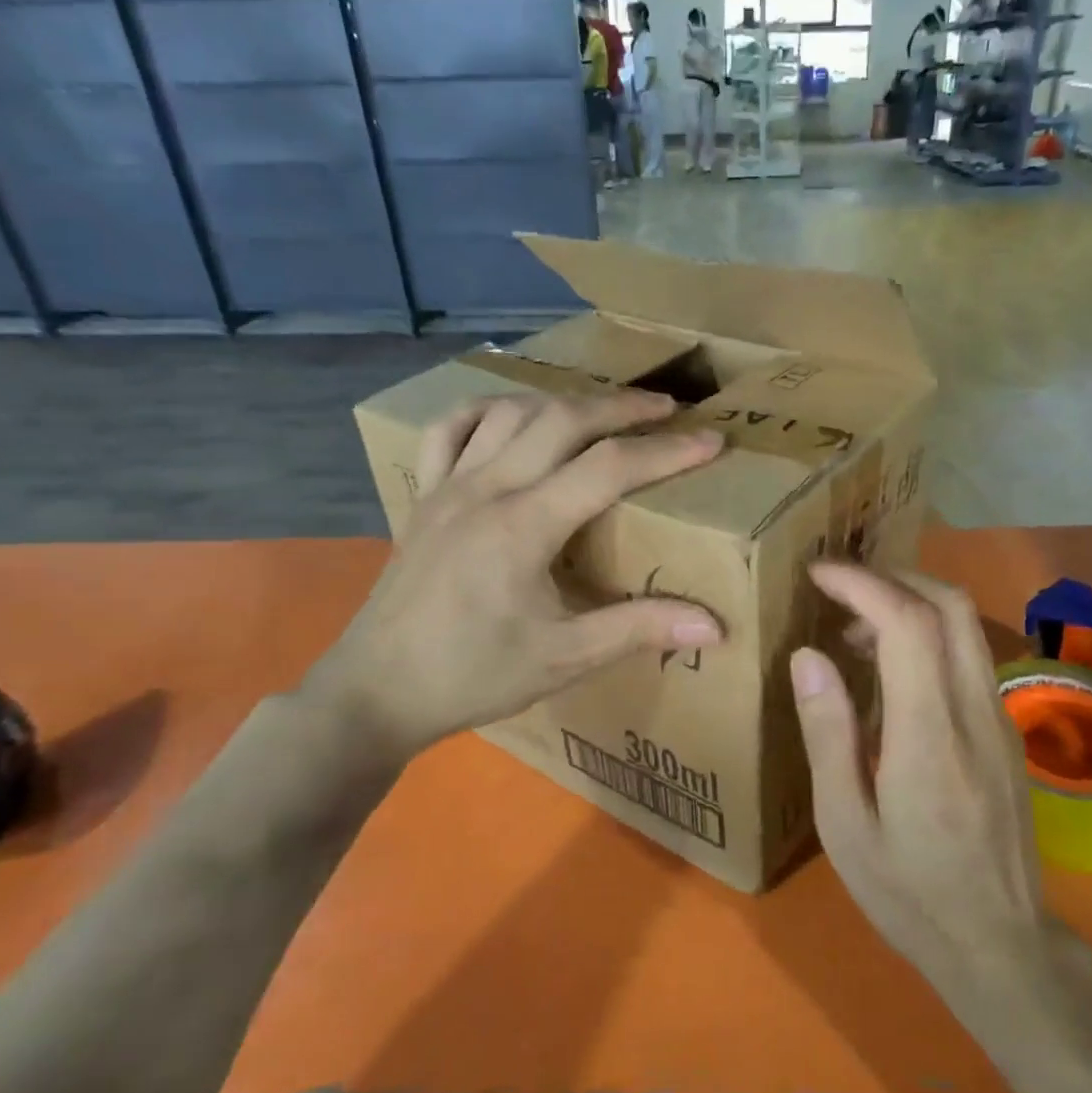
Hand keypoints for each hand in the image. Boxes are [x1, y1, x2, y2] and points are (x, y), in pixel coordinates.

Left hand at [306, 391, 723, 765]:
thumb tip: (714, 627)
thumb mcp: (564, 659)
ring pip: (509, 412)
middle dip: (620, 406)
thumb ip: (638, 630)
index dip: (667, 451)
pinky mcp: (424, 496)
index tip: (711, 439)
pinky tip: (510, 417)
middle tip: (666, 409)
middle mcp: (486, 489)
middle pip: (561, 419)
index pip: (609, 467)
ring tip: (601, 410)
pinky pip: (450, 429)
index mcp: (523, 526)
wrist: (377, 691)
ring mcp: (448, 486)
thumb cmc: (472, 676)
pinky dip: (487, 410)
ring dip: (562, 402)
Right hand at [790, 564, 1081, 1017]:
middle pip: (950, 606)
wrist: (1004, 947)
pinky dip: (927, 633)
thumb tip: (809, 655)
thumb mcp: (846, 826)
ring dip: (910, 602)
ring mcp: (999, 719)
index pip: (909, 625)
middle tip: (837, 586)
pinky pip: (968, 655)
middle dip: (891, 577)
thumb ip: (829, 734)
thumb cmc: (910, 894)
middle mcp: (974, 712)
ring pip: (965, 625)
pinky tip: (889, 667)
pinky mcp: (1005, 731)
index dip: (864, 584)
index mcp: (929, 736)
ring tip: (854, 625)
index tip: (819, 573)